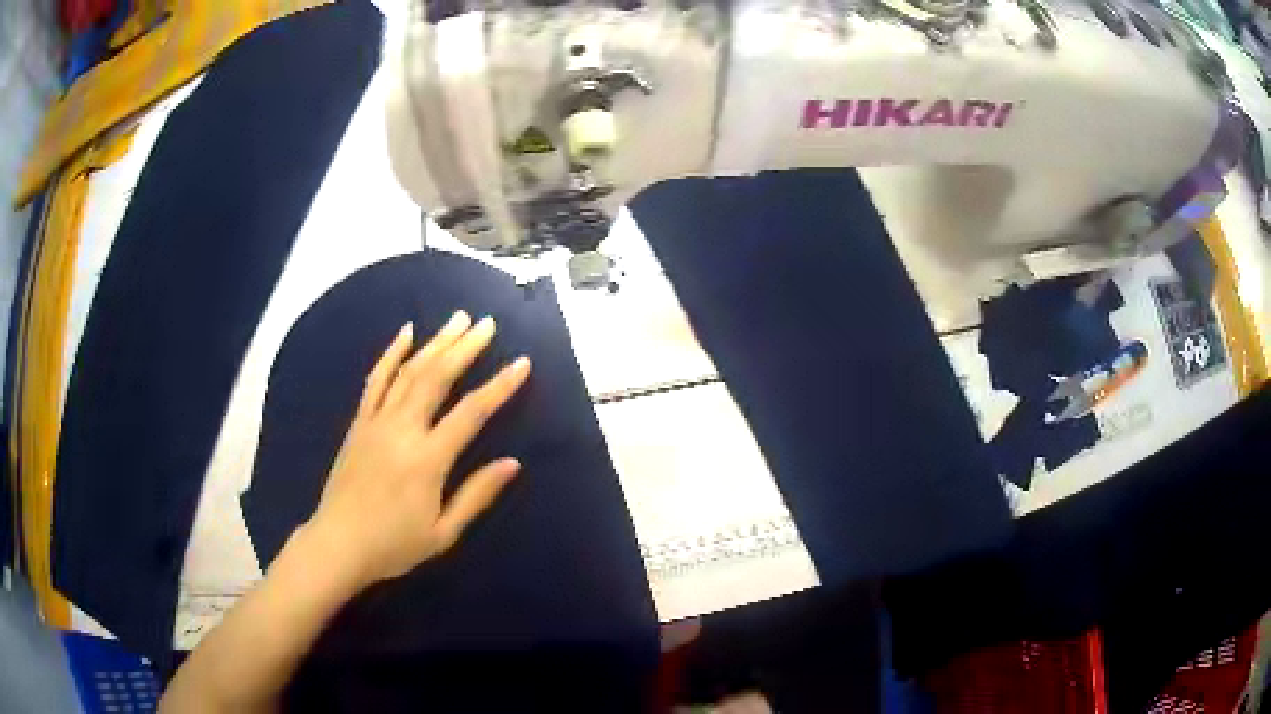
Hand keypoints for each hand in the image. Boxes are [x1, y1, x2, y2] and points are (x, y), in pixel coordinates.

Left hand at [299, 311, 530, 591]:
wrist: (338, 544)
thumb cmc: (394, 545)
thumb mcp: (443, 532)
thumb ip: (477, 495)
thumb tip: (513, 463)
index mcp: (427, 459)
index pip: (471, 413)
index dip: (499, 387)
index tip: (521, 363)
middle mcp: (402, 430)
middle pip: (437, 378)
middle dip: (465, 347)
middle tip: (487, 323)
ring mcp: (376, 421)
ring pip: (409, 371)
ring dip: (435, 342)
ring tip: (458, 319)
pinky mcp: (359, 422)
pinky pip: (376, 380)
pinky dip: (391, 353)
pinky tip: (405, 332)